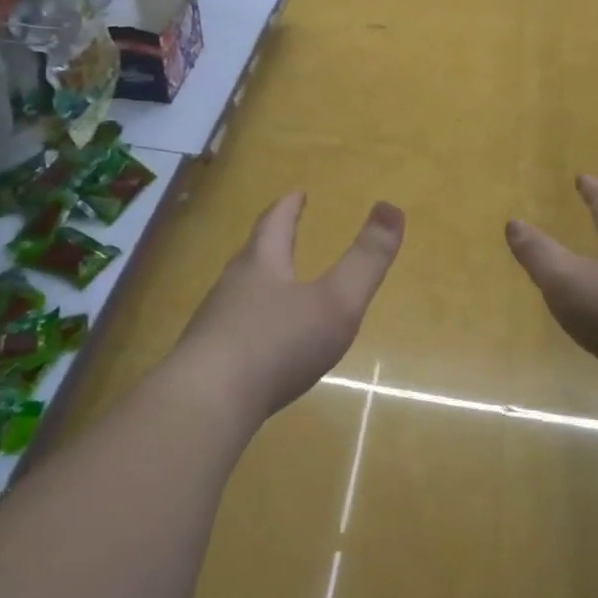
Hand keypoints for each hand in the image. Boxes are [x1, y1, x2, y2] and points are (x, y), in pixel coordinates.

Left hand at [172, 192, 403, 419]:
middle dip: (270, 241)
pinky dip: (248, 325)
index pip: (275, 224)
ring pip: (238, 293)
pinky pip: (230, 331)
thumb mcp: (335, 302)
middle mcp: (232, 287)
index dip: (289, 207)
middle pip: (252, 255)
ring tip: (273, 285)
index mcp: (261, 266)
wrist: (206, 404)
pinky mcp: (205, 360)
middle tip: (282, 231)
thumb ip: (366, 260)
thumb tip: (392, 208)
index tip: (297, 193)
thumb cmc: (276, 345)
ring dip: (257, 283)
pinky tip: (257, 345)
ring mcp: (213, 325)